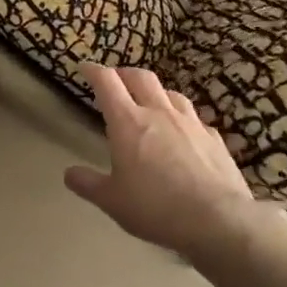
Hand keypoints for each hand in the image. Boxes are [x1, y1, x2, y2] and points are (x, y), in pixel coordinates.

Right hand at [63, 64, 282, 263]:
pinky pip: (195, 118)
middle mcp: (159, 113)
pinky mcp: (214, 138)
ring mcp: (191, 122)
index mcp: (128, 122)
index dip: (93, 71)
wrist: (217, 219)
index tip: (84, 67)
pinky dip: (182, 118)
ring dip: (155, 92)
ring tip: (150, 102)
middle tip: (116, 80)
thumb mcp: (112, 201)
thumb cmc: (155, 207)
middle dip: (124, 73)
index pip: (107, 82)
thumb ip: (88, 184)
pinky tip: (184, 132)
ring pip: (171, 93)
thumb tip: (69, 174)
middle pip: (140, 77)